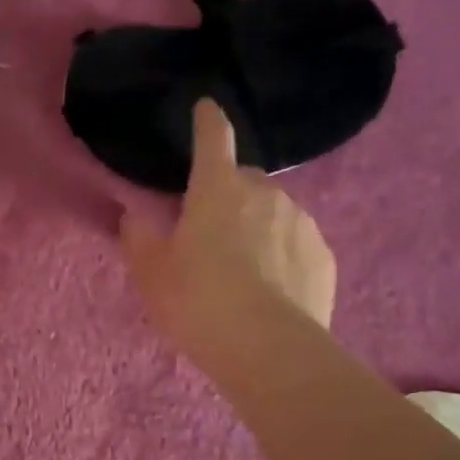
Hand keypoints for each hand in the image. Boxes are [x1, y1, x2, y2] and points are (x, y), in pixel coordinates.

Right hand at [121, 99, 336, 376]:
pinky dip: (282, 254)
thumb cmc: (199, 301)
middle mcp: (265, 194)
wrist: (269, 351)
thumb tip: (135, 215)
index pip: (213, 139)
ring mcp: (301, 223)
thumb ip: (137, 237)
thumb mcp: (151, 273)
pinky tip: (271, 289)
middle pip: (244, 181)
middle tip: (210, 234)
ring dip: (257, 226)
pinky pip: (296, 243)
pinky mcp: (324, 257)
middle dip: (228, 195)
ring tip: (242, 270)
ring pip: (274, 212)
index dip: (207, 120)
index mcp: (218, 189)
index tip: (206, 108)